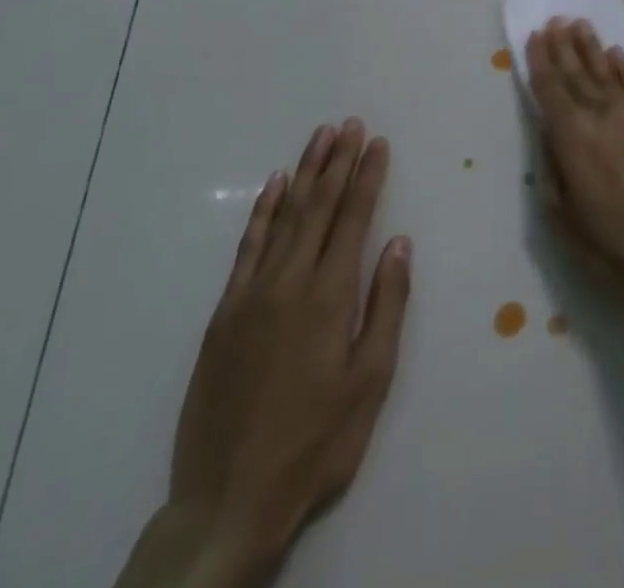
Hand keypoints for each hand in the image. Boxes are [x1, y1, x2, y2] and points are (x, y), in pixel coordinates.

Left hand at [164, 119, 411, 583]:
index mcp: (329, 296)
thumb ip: (386, 306)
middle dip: (338, 161)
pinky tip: (274, 187)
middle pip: (318, 206)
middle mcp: (290, 281)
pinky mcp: (225, 312)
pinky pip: (247, 246)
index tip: (377, 142)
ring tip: (320, 137)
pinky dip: (263, 211)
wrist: (228, 500)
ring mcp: (252, 294)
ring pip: (284, 216)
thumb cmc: (314, 442)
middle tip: (351, 123)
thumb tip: (399, 243)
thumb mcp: (369, 383)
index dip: (367, 176)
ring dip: (304, 173)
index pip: (353, 218)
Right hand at [527, 19, 623, 329]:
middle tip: (556, 19)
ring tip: (581, 24)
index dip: (541, 61)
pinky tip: (617, 53)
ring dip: (592, 47)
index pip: (551, 89)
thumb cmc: (615, 245)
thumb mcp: (565, 219)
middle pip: (578, 73)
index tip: (536, 35)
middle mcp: (602, 115)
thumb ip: (553, 170)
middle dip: (564, 46)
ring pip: (607, 72)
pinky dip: (623, 67)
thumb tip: (548, 135)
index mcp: (573, 137)